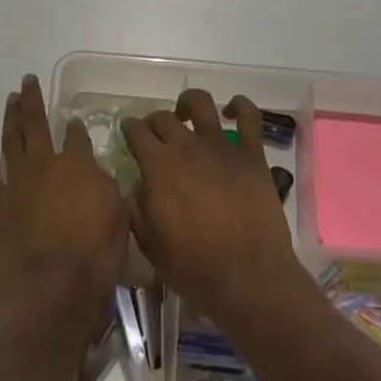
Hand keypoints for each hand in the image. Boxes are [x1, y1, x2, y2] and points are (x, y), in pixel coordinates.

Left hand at [0, 75, 130, 330]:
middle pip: (35, 124)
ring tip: (9, 100)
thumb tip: (96, 170)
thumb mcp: (118, 217)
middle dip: (32, 101)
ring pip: (10, 141)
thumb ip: (107, 188)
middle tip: (27, 81)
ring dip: (9, 118)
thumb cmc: (94, 255)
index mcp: (76, 165)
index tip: (74, 120)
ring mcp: (17, 184)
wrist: (51, 289)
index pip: (76, 137)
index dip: (76, 127)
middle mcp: (43, 165)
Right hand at [122, 90, 305, 326]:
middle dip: (153, 123)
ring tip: (186, 115)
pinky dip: (239, 106)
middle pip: (162, 117)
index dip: (129, 130)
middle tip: (154, 137)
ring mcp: (221, 146)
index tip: (128, 137)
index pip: (135, 130)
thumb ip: (135, 207)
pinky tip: (231, 111)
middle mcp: (186, 146)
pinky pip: (249, 116)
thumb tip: (135, 186)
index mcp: (157, 165)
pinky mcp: (251, 154)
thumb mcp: (147, 242)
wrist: (246, 276)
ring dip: (188, 104)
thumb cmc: (192, 265)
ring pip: (200, 103)